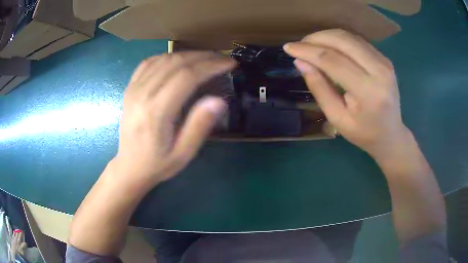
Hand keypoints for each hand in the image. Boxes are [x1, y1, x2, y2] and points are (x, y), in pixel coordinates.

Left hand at [114, 52, 235, 184]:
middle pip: (176, 62)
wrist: (129, 167)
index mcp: (156, 112)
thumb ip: (199, 126)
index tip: (229, 63)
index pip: (187, 76)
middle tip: (222, 58)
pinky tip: (178, 60)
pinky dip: (167, 56)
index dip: (211, 66)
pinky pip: (148, 63)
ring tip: (206, 58)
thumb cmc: (158, 163)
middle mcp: (142, 94)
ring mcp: (133, 89)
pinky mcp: (129, 88)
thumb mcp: (183, 153)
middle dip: (203, 56)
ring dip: (187, 54)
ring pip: (163, 59)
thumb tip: (219, 100)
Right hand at [284, 29, 410, 159]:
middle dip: (316, 38)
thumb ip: (319, 88)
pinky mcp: (385, 59)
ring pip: (350, 37)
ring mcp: (385, 62)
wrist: (391, 134)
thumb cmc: (363, 133)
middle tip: (300, 45)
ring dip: (327, 36)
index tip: (288, 48)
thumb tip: (300, 62)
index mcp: (368, 92)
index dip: (308, 51)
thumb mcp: (337, 118)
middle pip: (342, 41)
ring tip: (311, 45)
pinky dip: (339, 40)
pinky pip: (357, 41)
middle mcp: (380, 71)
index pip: (333, 60)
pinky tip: (330, 47)